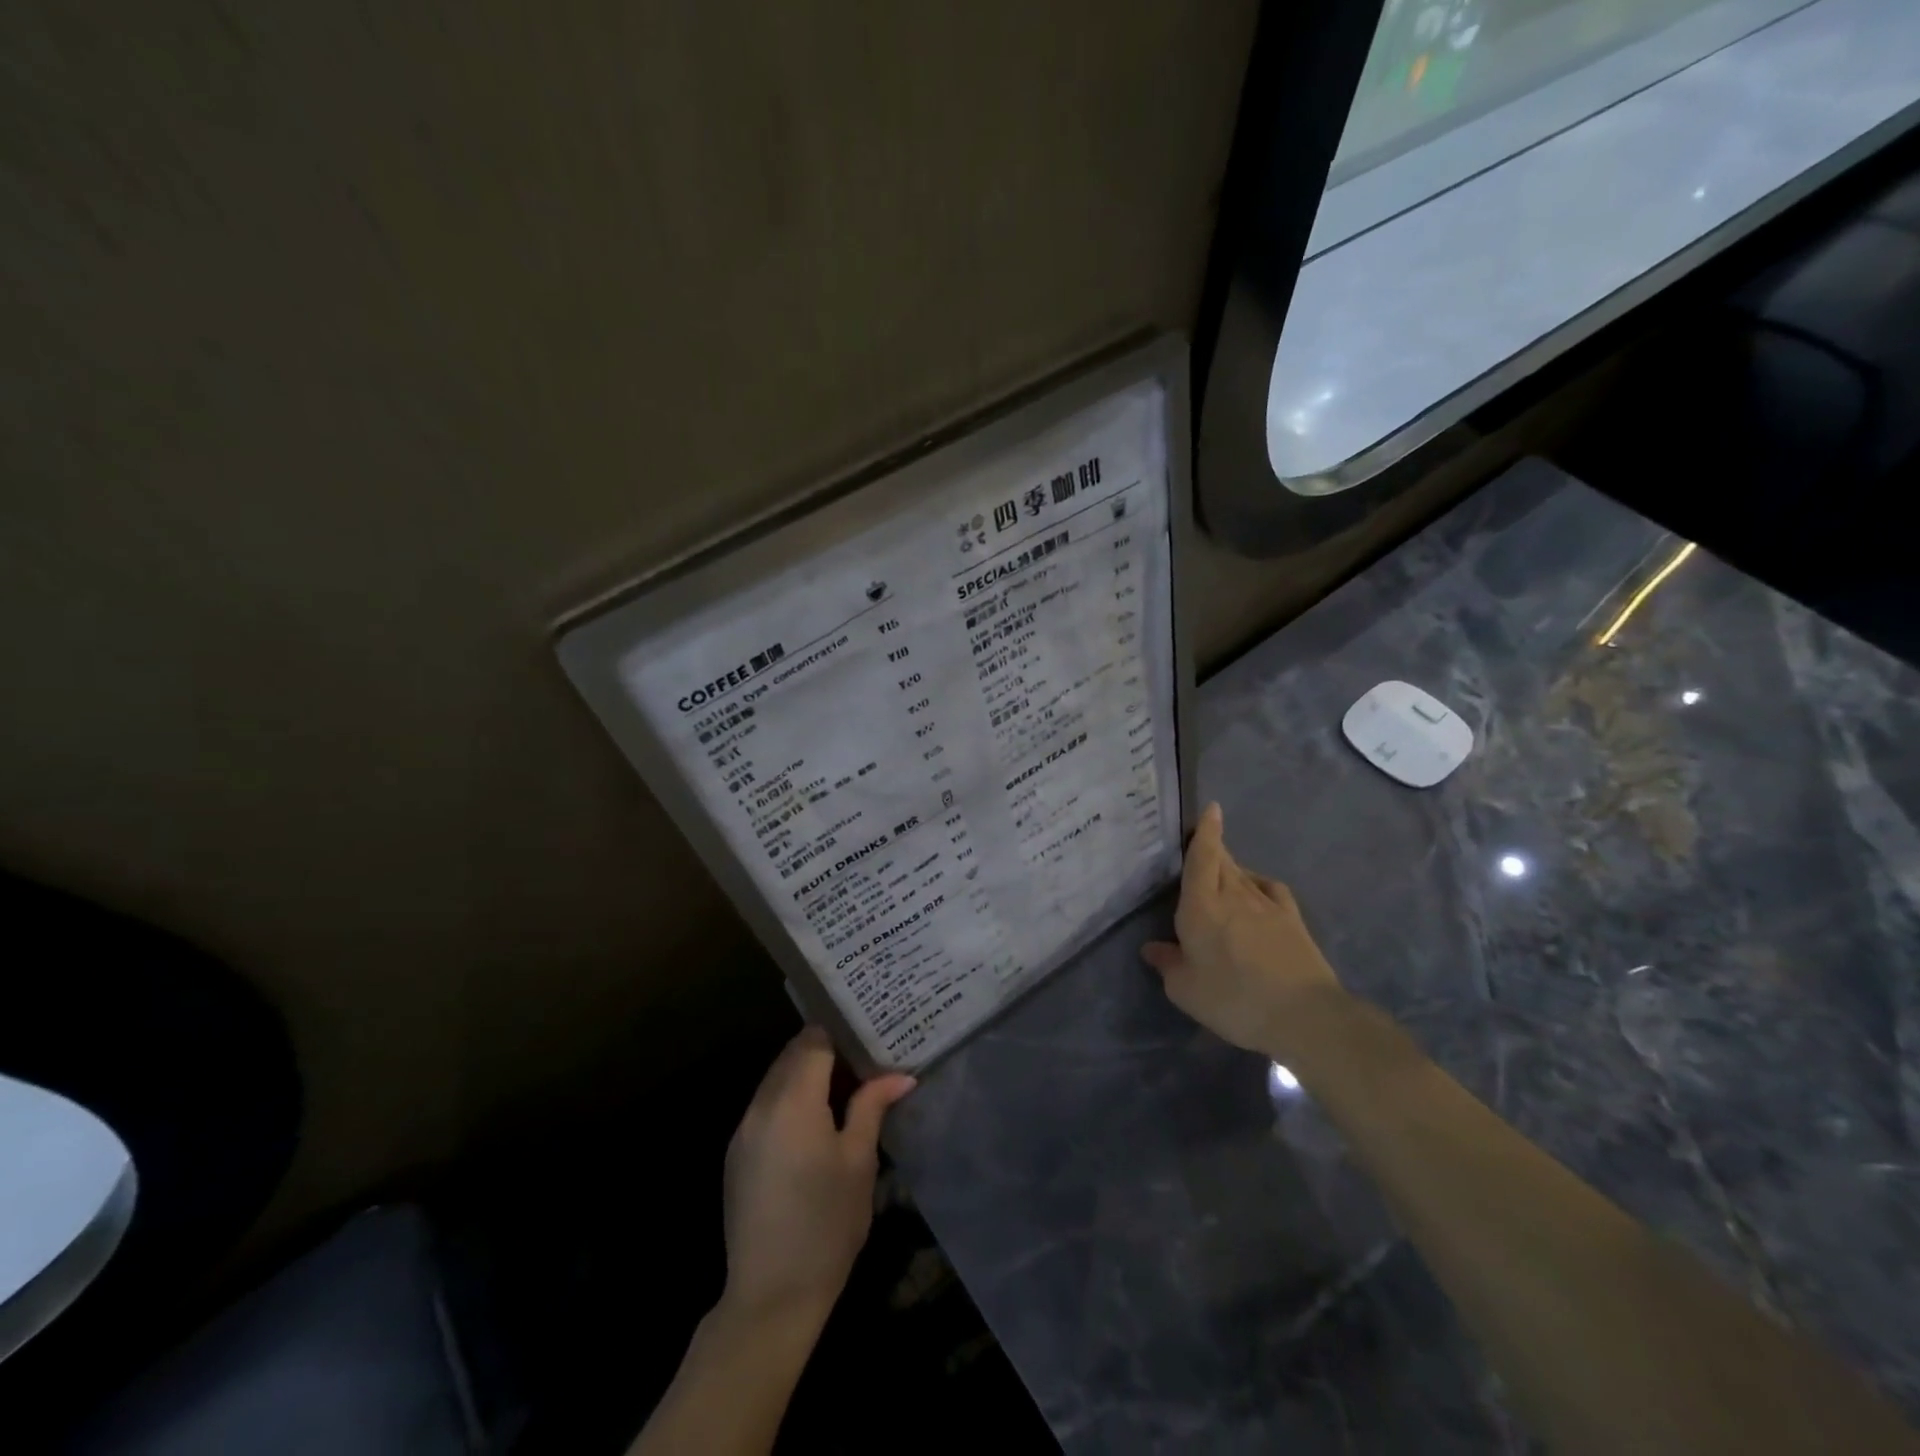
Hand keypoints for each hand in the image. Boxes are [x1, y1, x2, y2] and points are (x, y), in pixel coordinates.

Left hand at [720, 1027, 914, 1329]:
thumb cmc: (826, 1225)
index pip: (813, 1041)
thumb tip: (899, 1075)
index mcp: (793, 1101)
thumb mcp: (859, 1162)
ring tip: (845, 1086)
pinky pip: (765, 1105)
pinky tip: (815, 1121)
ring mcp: (743, 1130)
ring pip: (776, 1078)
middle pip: (792, 1055)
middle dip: (825, 1050)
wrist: (770, 1296)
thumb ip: (872, 1107)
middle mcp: (761, 1106)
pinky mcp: (736, 1153)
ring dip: (806, 1074)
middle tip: (863, 1057)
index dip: (840, 1032)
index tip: (868, 1033)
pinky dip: (789, 1098)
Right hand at [1141, 803, 1344, 1057]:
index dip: (1204, 832)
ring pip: (1243, 874)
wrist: (1304, 1014)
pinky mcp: (1292, 920)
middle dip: (1211, 846)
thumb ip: (1167, 963)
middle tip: (1200, 842)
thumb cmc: (1233, 999)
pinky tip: (1256, 894)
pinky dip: (1259, 885)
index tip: (1211, 808)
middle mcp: (1233, 895)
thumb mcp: (1185, 990)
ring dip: (1231, 868)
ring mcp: (1267, 905)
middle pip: (1221, 860)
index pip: (1201, 858)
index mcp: (1201, 906)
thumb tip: (1152, 948)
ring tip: (1221, 873)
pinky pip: (1270, 890)